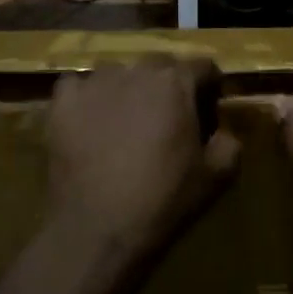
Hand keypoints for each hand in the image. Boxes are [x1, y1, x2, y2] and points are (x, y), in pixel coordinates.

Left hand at [45, 55, 241, 268]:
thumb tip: (224, 131)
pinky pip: (77, 85)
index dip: (210, 87)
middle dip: (169, 85)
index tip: (209, 110)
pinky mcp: (62, 103)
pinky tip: (89, 121)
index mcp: (176, 83)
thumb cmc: (163, 200)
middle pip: (160, 65)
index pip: (203, 66)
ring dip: (128, 88)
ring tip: (126, 120)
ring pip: (118, 73)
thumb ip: (230, 143)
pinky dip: (86, 98)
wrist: (97, 228)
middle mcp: (135, 71)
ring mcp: (94, 83)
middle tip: (169, 118)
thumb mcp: (216, 176)